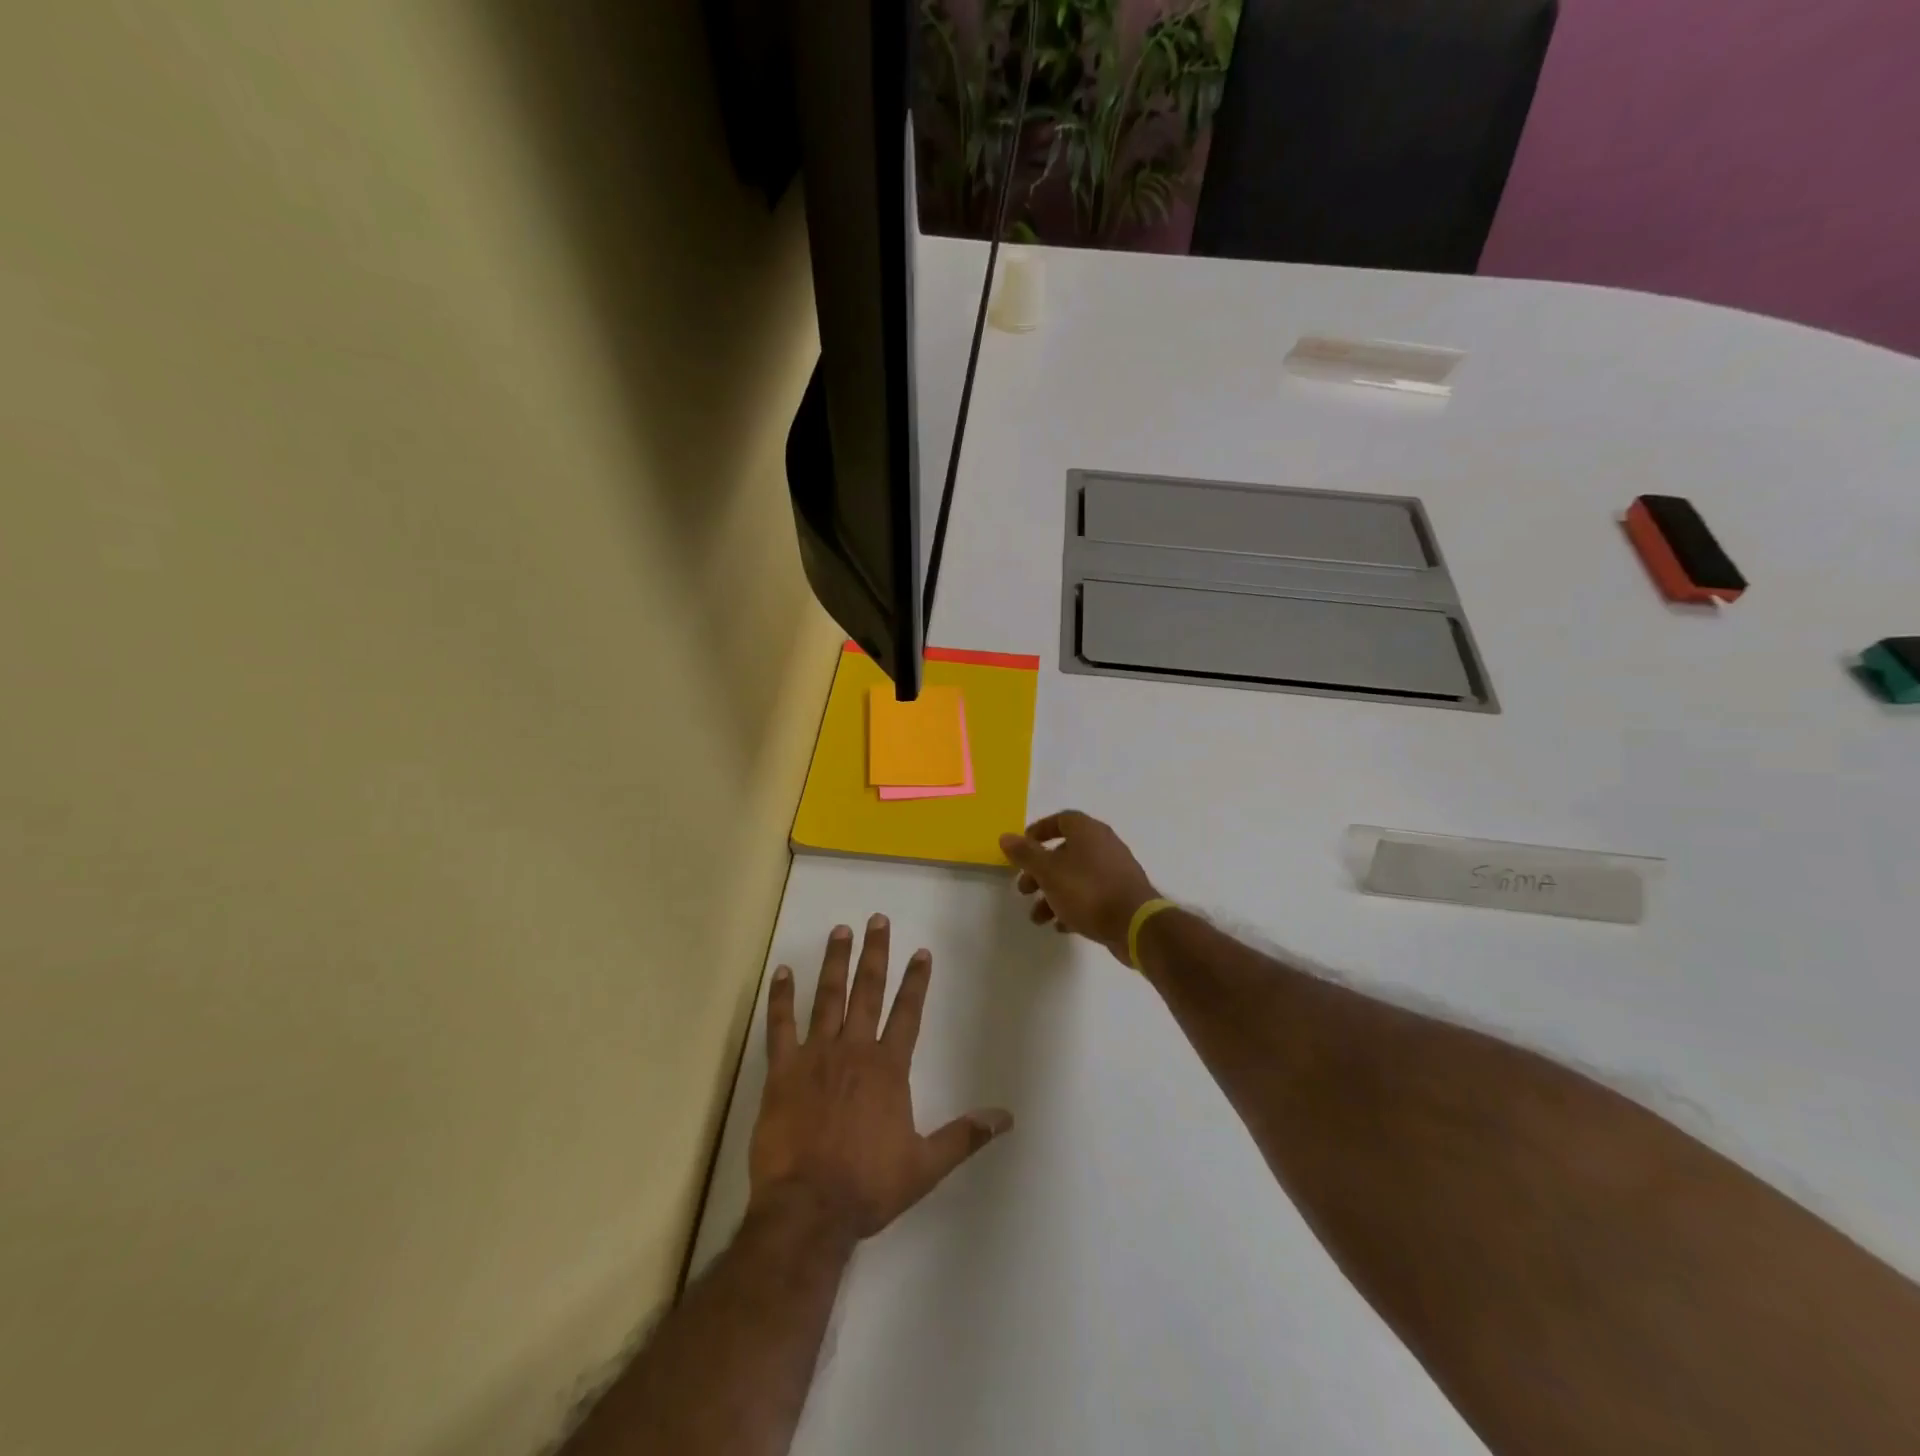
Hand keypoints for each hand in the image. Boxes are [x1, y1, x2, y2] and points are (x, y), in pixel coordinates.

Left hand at [748, 916, 1011, 1238]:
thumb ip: (965, 1136)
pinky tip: (782, 972)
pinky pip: (780, 1026)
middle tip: (877, 919)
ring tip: (840, 931)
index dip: (916, 981)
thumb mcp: (925, 1166)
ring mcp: (816, 1056)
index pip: (908, 1013)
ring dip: (835, 962)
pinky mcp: (782, 1071)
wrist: (809, 1208)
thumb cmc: (868, 1186)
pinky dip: (781, 997)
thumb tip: (1007, 1117)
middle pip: (868, 991)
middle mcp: (855, 1050)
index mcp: (888, 1068)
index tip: (921, 952)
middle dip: (875, 953)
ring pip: (828, 997)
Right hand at [999, 810, 1158, 963]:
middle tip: (1024, 889)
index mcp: (1088, 831)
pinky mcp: (1122, 895)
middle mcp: (1104, 845)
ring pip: (1076, 876)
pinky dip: (1073, 906)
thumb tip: (1005, 836)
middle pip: (1065, 852)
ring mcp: (1115, 871)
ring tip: (1038, 918)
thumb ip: (1025, 854)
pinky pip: (1091, 895)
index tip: (1022, 848)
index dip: (1039, 831)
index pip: (1061, 819)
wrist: (1135, 924)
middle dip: (1040, 871)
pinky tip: (1061, 926)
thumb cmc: (1087, 890)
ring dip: (1053, 894)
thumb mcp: (1048, 871)